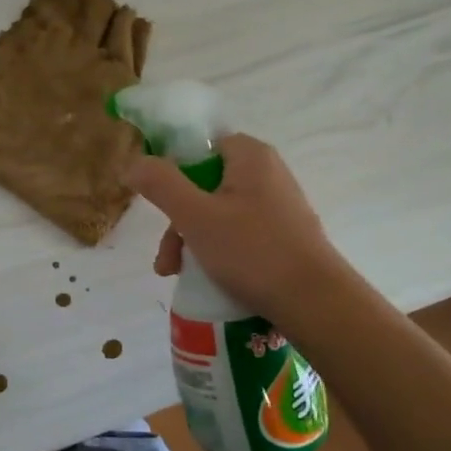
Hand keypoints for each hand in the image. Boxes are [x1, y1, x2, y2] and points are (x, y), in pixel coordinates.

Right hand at [127, 133, 346, 322]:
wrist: (317, 305)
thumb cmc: (253, 252)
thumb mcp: (195, 216)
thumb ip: (161, 184)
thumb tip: (133, 162)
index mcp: (250, 155)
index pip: (199, 145)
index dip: (172, 170)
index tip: (158, 202)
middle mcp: (267, 172)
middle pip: (204, 183)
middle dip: (178, 219)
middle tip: (166, 257)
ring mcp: (279, 205)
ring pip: (219, 211)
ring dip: (192, 239)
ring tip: (177, 274)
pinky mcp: (285, 234)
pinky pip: (239, 231)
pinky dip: (218, 249)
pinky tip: (206, 277)